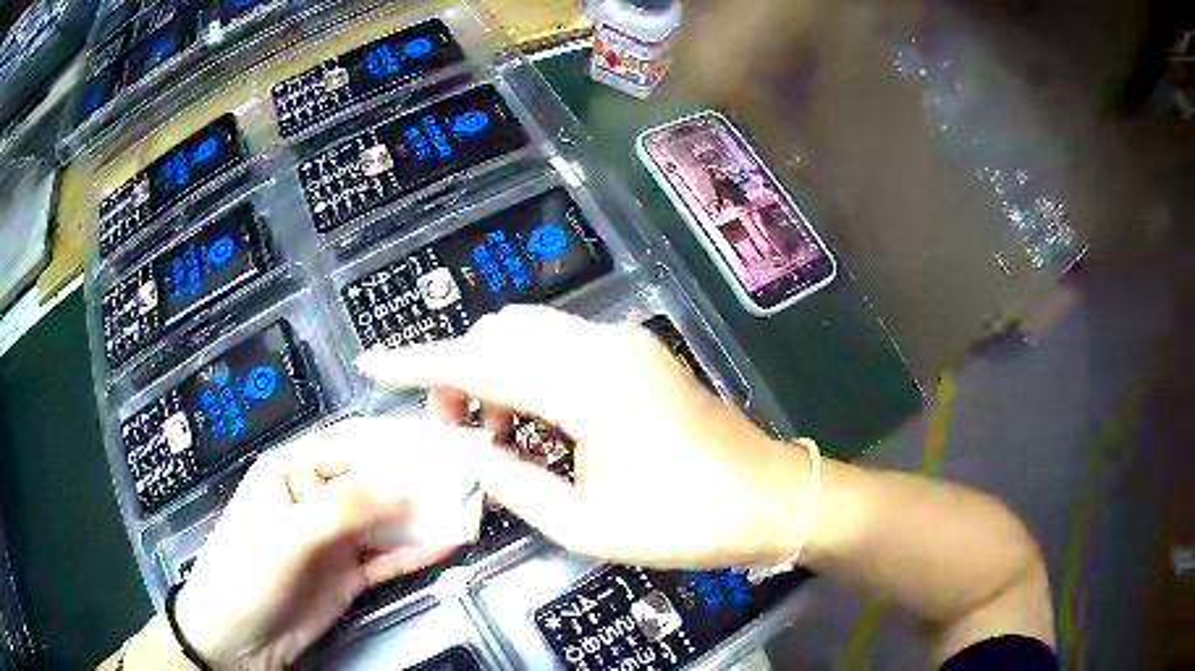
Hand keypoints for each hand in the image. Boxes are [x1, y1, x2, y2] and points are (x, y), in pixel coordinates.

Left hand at [173, 418, 487, 667]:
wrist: (238, 638)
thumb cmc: (247, 572)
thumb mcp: (289, 536)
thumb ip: (344, 509)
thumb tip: (406, 485)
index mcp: (293, 472)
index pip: (349, 444)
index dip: (393, 440)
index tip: (440, 442)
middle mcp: (317, 499)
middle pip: (373, 481)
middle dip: (416, 479)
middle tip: (466, 476)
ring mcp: (336, 539)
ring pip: (386, 520)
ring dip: (422, 516)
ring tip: (468, 506)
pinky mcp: (350, 573)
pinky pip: (389, 557)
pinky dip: (417, 552)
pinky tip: (448, 544)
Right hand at [357, 305, 814, 570]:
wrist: (769, 498)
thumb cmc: (684, 521)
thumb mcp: (586, 523)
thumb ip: (513, 482)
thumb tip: (464, 455)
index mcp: (589, 387)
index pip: (479, 362)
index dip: (419, 363)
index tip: (374, 364)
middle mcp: (604, 346)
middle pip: (501, 333)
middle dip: (460, 371)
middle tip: (451, 429)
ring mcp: (626, 343)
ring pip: (532, 334)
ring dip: (496, 372)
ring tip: (494, 433)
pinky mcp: (639, 353)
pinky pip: (565, 345)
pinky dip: (531, 372)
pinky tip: (535, 420)